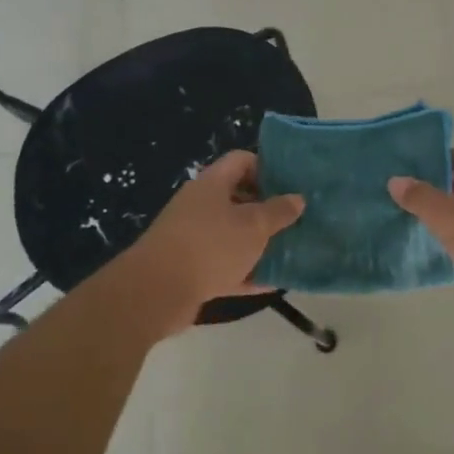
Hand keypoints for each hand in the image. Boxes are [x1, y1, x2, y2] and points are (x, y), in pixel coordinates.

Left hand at [116, 149, 303, 332]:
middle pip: (238, 198)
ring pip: (233, 235)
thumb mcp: (253, 226)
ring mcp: (193, 238)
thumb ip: (278, 211)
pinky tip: (273, 282)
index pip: (242, 161)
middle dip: (267, 209)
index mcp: (212, 183)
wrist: (156, 292)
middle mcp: (200, 205)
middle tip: (296, 219)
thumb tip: (297, 198)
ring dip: (258, 243)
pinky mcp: (190, 269)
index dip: (267, 167)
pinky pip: (225, 266)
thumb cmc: (210, 245)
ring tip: (290, 249)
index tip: (291, 184)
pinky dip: (246, 272)